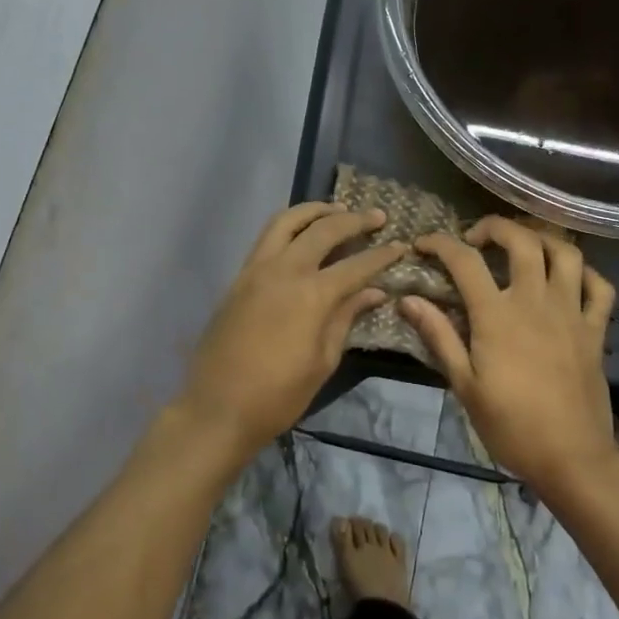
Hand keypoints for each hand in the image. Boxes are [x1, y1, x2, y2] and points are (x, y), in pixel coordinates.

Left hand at [178, 202, 405, 464]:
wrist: (217, 408)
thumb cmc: (278, 395)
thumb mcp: (323, 361)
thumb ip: (346, 318)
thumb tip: (373, 292)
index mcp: (311, 295)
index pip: (356, 265)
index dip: (382, 255)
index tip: (401, 245)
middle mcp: (284, 270)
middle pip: (323, 230)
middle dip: (353, 220)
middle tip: (377, 216)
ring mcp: (256, 269)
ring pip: (286, 221)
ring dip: (315, 211)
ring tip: (336, 210)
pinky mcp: (239, 277)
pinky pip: (266, 237)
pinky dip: (289, 226)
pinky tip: (303, 233)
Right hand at [401, 216, 618, 495]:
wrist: (571, 458)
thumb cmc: (510, 425)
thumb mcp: (464, 384)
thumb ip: (438, 335)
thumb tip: (408, 299)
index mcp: (497, 315)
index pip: (465, 261)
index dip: (440, 243)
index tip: (423, 245)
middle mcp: (536, 302)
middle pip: (522, 240)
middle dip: (495, 226)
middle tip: (477, 238)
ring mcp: (571, 313)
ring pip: (566, 253)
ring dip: (542, 239)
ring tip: (524, 247)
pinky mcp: (595, 330)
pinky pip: (600, 287)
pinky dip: (585, 273)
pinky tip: (568, 278)